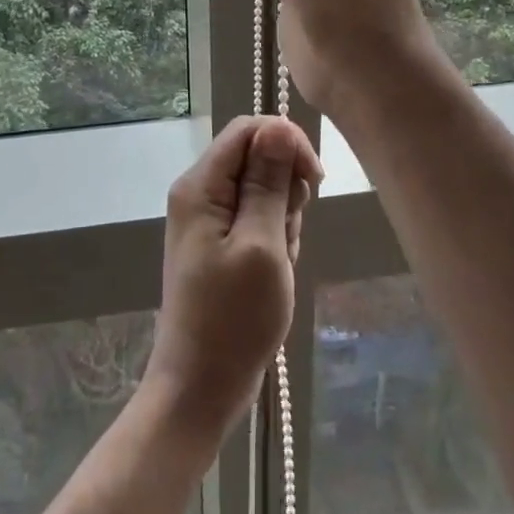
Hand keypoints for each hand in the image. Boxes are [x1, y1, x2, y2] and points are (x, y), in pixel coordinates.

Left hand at [144, 116, 321, 442]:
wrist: (201, 387)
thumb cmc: (233, 319)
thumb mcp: (261, 245)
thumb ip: (269, 182)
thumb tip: (278, 126)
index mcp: (201, 185)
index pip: (248, 130)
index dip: (286, 143)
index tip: (313, 181)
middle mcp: (200, 193)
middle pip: (256, 158)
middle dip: (284, 189)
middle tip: (286, 234)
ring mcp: (209, 220)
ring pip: (262, 190)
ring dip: (282, 219)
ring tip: (277, 262)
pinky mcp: (220, 243)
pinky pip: (257, 219)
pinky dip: (275, 239)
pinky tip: (274, 271)